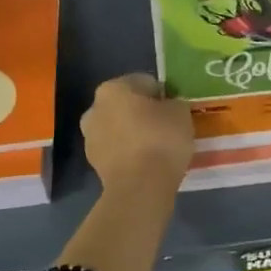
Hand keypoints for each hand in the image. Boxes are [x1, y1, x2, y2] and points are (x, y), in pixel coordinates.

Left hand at [81, 73, 192, 192]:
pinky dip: (129, 152)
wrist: (140, 188)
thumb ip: (174, 103)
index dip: (163, 94)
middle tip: (167, 126)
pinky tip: (147, 162)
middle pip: (127, 105)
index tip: (175, 109)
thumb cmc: (161, 140)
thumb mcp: (181, 112)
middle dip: (144, 112)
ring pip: (119, 128)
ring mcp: (90, 137)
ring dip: (135, 133)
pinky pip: (117, 149)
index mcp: (113, 89)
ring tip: (158, 147)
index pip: (145, 82)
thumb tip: (169, 106)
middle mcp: (95, 108)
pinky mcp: (93, 163)